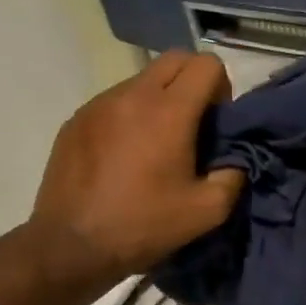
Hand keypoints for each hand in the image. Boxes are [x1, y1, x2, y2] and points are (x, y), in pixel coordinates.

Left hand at [29, 51, 243, 287]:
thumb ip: (233, 176)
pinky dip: (129, 115)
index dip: (221, 88)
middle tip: (193, 125)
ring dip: (159, 99)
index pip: (206, 64)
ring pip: (142, 79)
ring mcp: (99, 103)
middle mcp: (132, 95)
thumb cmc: (143, 225)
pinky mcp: (76, 119)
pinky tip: (124, 155)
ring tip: (155, 143)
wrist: (70, 245)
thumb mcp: (207, 211)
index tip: (216, 123)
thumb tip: (235, 159)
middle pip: (174, 59)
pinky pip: (114, 101)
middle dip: (193, 83)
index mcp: (169, 111)